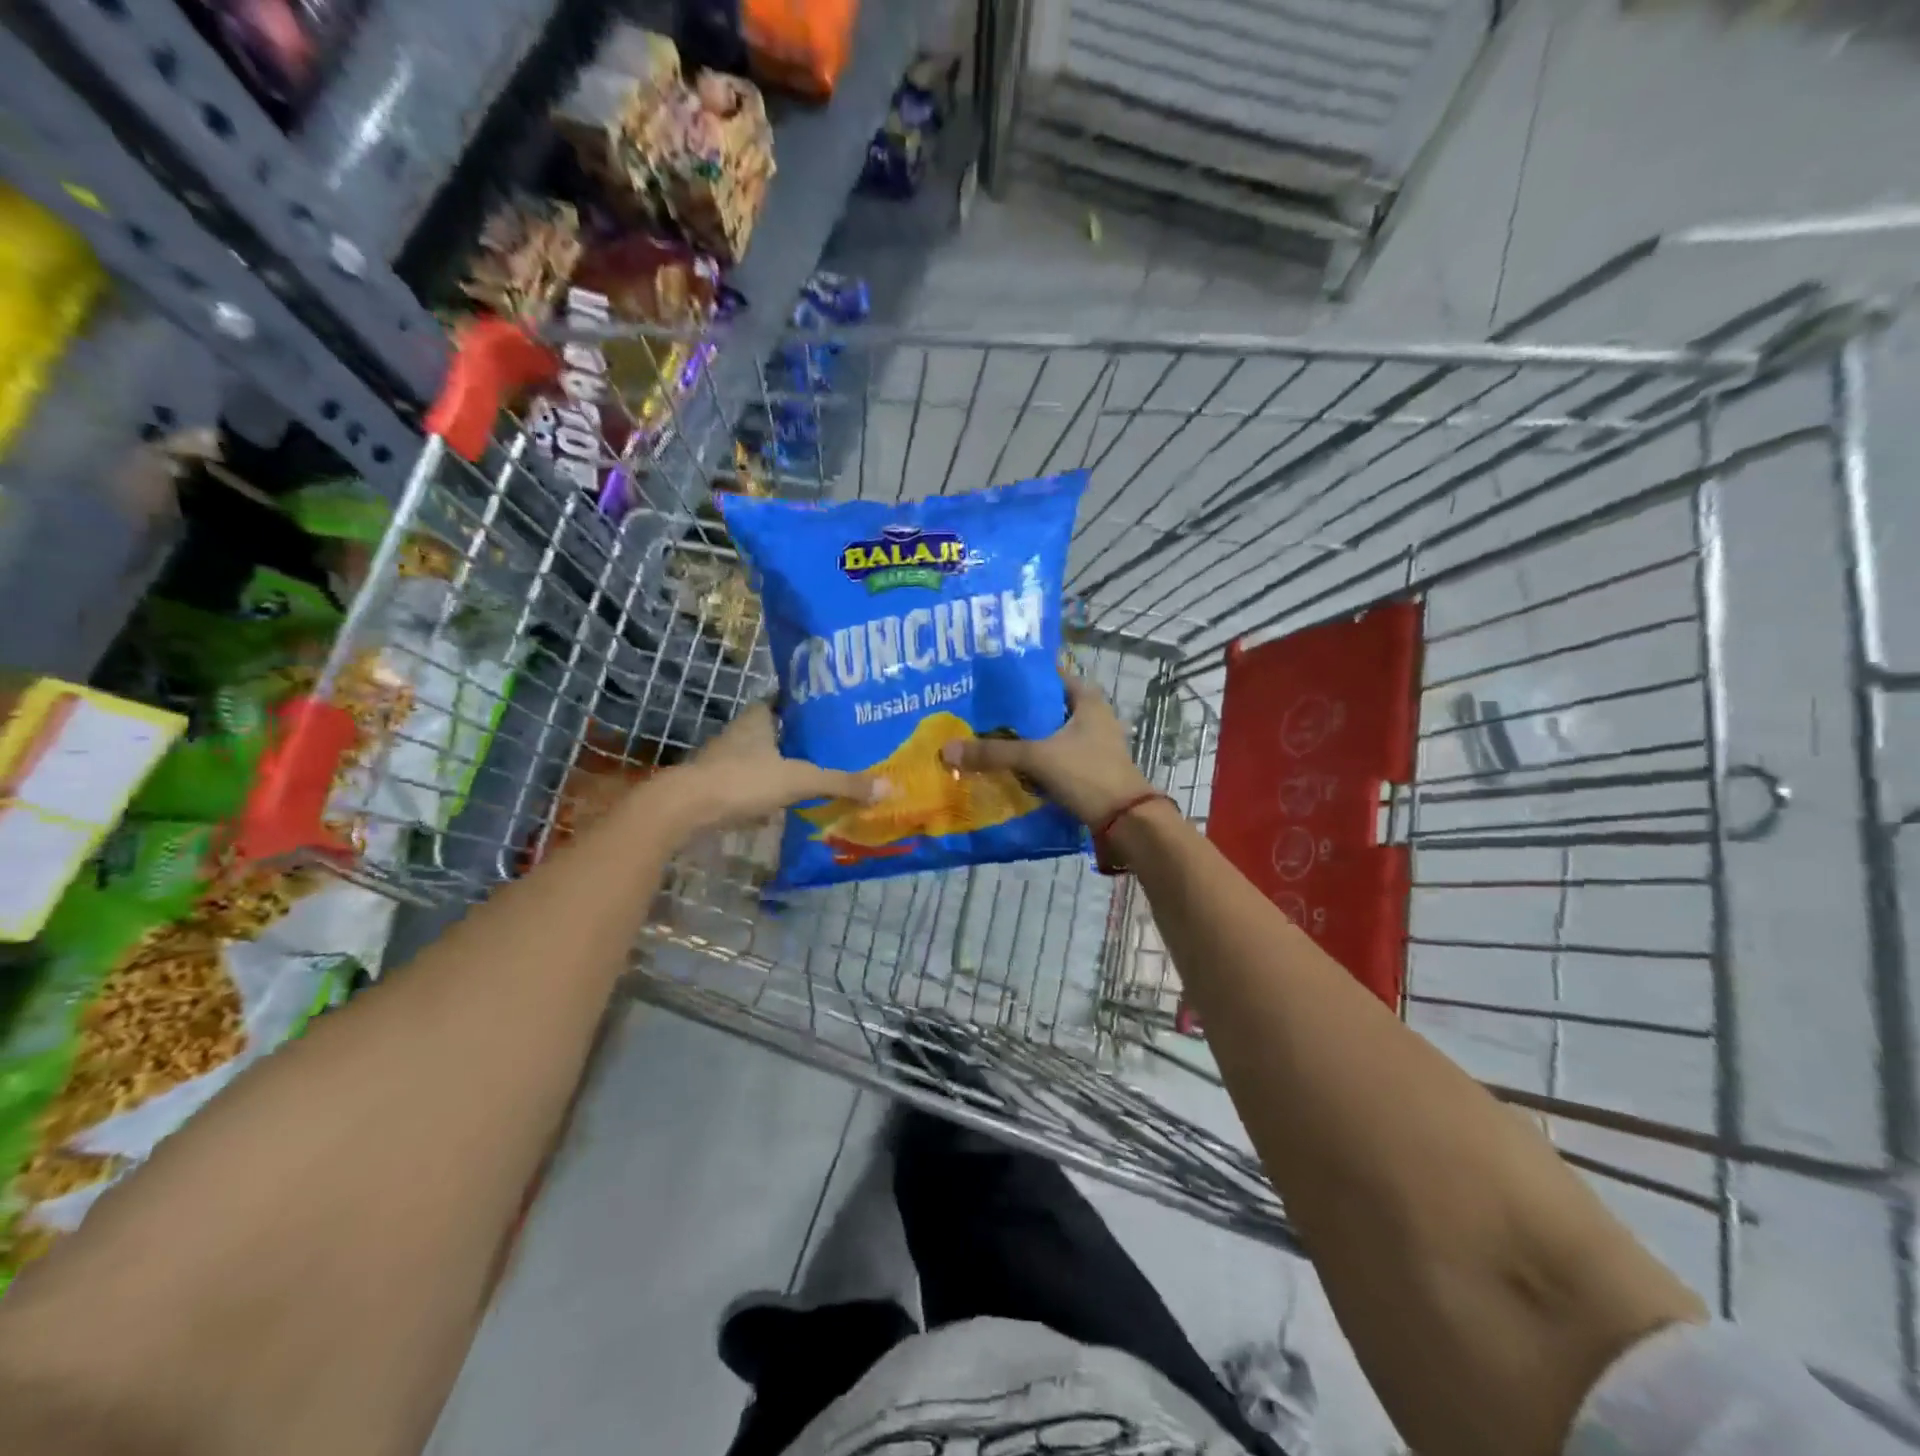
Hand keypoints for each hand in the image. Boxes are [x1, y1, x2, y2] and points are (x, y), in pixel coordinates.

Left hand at [672, 702, 884, 832]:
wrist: (685, 810)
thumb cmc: (742, 780)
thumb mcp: (799, 779)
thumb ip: (841, 782)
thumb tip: (891, 787)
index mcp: (758, 719)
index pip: (784, 700)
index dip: (807, 703)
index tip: (833, 709)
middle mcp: (741, 734)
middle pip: (777, 731)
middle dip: (801, 739)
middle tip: (836, 746)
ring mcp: (726, 762)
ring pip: (764, 759)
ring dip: (785, 766)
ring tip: (820, 774)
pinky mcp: (719, 788)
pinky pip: (753, 785)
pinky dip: (770, 791)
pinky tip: (790, 803)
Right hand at [939, 669, 1156, 825]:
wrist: (1125, 822)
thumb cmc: (1087, 774)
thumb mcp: (1037, 758)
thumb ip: (993, 753)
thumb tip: (946, 750)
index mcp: (1087, 699)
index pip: (1047, 676)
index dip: (1018, 679)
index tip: (986, 683)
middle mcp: (1091, 716)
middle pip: (1043, 708)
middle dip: (1012, 713)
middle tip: (976, 713)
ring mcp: (1090, 744)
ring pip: (1046, 735)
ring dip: (1020, 739)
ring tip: (983, 738)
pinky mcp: (1086, 768)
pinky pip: (1051, 757)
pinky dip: (1031, 760)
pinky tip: (1005, 766)